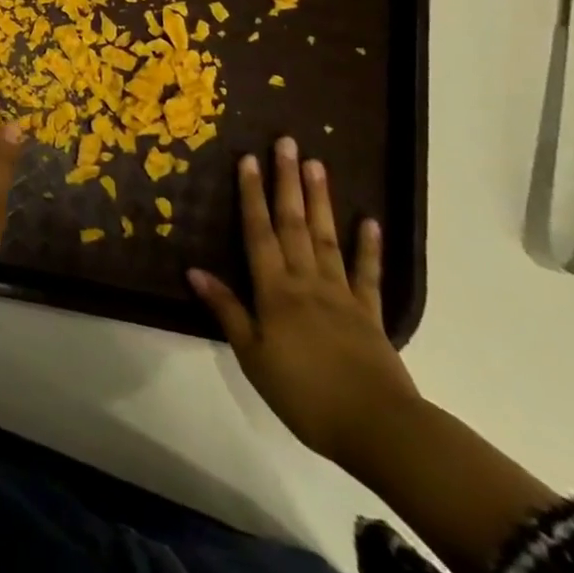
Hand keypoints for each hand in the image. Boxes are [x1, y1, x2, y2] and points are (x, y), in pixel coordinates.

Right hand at [187, 137, 419, 467]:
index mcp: (275, 291)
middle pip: (294, 224)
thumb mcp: (253, 357)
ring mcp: (342, 294)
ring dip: (321, 200)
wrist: (379, 429)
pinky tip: (368, 221)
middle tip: (287, 143)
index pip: (259, 232)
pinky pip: (368, 274)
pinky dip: (368, 246)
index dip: (251, 195)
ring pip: (327, 238)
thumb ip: (227, 310)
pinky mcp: (371, 314)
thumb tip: (194, 270)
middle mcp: (307, 281)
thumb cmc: (305, 395)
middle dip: (287, 182)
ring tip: (317, 164)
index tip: (248, 159)